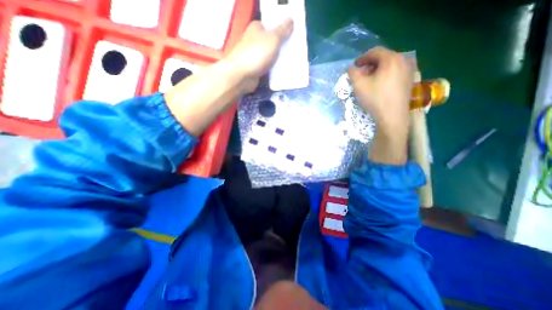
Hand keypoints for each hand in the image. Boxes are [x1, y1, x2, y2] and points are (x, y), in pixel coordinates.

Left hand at [226, 18, 292, 91]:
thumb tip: (290, 19)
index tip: (293, 36)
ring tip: (290, 62)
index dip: (282, 30)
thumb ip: (283, 30)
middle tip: (293, 51)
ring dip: (278, 60)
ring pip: (270, 56)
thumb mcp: (273, 39)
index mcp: (257, 28)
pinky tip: (281, 72)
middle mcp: (254, 40)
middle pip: (272, 42)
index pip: (272, 25)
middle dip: (282, 47)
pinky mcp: (255, 68)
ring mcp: (254, 55)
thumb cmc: (257, 54)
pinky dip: (273, 69)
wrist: (242, 75)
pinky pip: (267, 67)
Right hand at [346, 47, 411, 132]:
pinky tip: (379, 85)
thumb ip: (353, 73)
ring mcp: (409, 71)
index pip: (375, 52)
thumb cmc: (375, 99)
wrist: (392, 117)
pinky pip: (395, 72)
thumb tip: (351, 68)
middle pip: (383, 57)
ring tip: (369, 81)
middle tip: (361, 75)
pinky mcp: (409, 80)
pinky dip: (385, 75)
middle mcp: (403, 60)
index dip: (362, 58)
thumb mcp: (359, 85)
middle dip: (369, 65)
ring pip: (389, 65)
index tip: (354, 67)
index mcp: (391, 59)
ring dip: (377, 70)